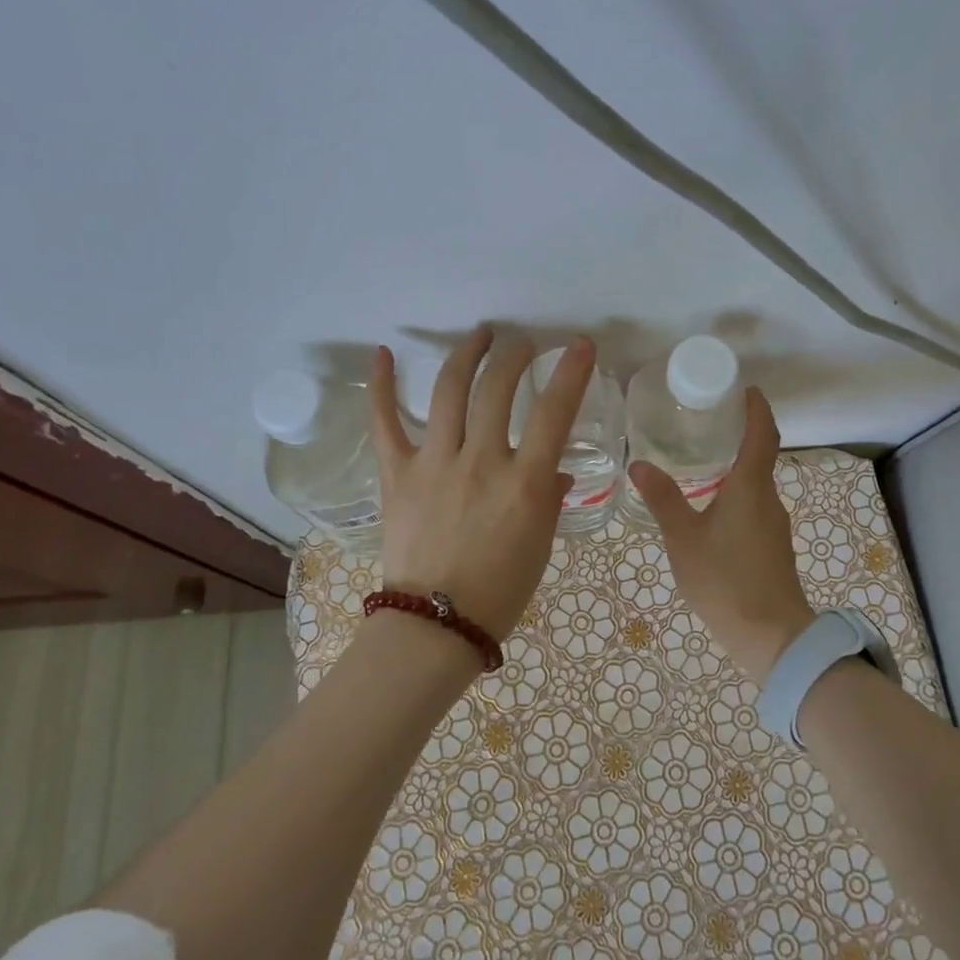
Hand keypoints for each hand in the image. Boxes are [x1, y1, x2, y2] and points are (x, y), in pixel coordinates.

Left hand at [368, 328, 594, 641]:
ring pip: (450, 391)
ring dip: (467, 354)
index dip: (570, 372)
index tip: (578, 345)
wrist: (436, 624)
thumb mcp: (540, 543)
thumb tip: (554, 470)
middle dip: (515, 356)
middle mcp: (481, 462)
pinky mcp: (397, 473)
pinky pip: (385, 423)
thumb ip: (548, 497)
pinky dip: (381, 386)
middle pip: (498, 388)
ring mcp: (434, 463)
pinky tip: (382, 354)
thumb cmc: (500, 590)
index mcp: (523, 482)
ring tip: (481, 335)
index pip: (555, 412)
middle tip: (523, 345)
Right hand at [630, 388, 814, 682]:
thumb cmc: (725, 579)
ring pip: (755, 486)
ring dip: (735, 469)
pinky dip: (736, 496)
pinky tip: (711, 511)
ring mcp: (774, 525)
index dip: (757, 409)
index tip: (746, 389)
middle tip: (706, 424)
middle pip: (760, 457)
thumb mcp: (683, 538)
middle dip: (740, 436)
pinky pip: (754, 508)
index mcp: (750, 487)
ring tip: (701, 464)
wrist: (771, 636)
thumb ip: (663, 499)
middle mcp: (768, 499)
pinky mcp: (773, 547)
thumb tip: (639, 464)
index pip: (762, 434)